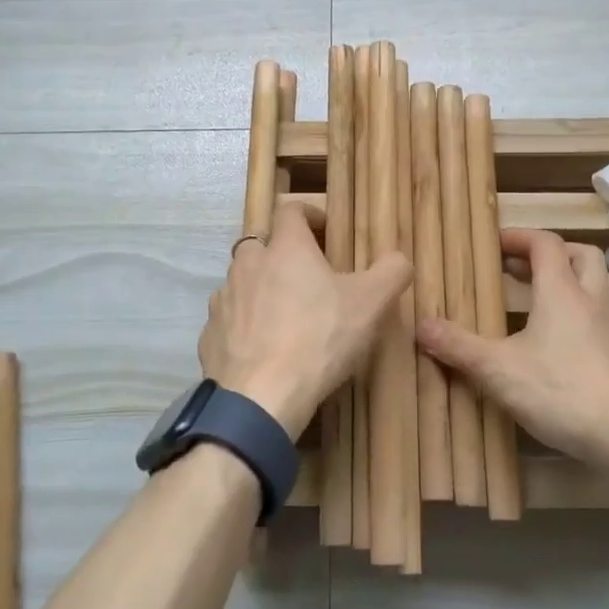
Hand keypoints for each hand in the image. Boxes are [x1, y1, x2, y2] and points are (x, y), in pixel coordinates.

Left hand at [200, 202, 413, 440]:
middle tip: (306, 276)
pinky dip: (244, 324)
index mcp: (285, 248)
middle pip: (261, 243)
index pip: (290, 210)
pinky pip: (229, 318)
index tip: (325, 229)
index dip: (309, 213)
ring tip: (284, 314)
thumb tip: (398, 258)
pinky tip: (262, 347)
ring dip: (260, 288)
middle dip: (281, 253)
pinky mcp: (210, 334)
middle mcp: (248, 264)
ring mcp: (224, 299)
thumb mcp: (371, 304)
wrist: (260, 398)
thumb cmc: (319, 339)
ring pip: (241, 281)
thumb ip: (391, 272)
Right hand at [416, 228, 608, 471]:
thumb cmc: (563, 392)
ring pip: (594, 288)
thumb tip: (419, 325)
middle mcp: (592, 300)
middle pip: (581, 255)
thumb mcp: (499, 371)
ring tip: (534, 306)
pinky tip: (557, 348)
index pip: (545, 243)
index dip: (519, 237)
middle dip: (551, 253)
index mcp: (562, 292)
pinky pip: (598, 321)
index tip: (494, 245)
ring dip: (567, 285)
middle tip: (520, 268)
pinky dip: (577, 319)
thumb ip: (459, 347)